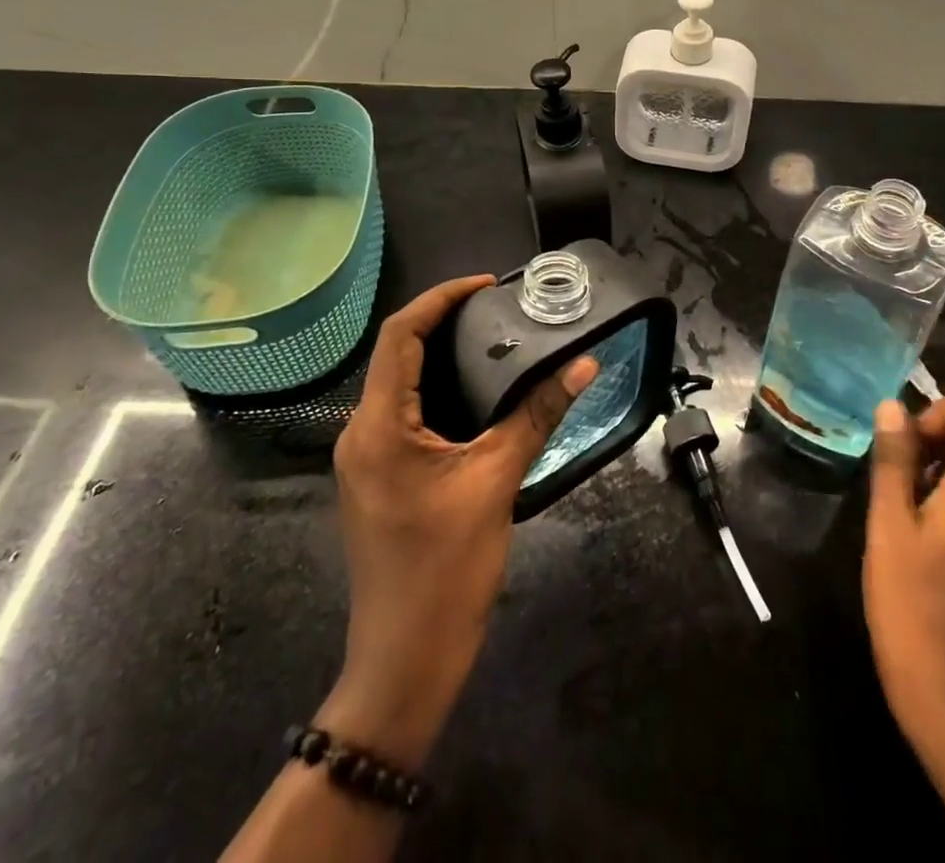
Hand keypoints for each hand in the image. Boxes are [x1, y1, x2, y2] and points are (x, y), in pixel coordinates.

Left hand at [319, 275, 597, 768]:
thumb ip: (538, 414)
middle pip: (397, 354)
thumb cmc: (446, 569)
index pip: (401, 335)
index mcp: (378, 425)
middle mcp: (361, 432)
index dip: (441, 298)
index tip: (487, 284)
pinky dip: (437, 390)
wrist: (406, 660)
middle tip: (498, 308)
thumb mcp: (497, 481)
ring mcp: (365, 458)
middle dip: (442, 322)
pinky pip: (403, 414)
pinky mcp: (378, 477)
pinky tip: (476, 393)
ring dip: (440, 356)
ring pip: (399, 384)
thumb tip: (584, 364)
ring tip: (493, 339)